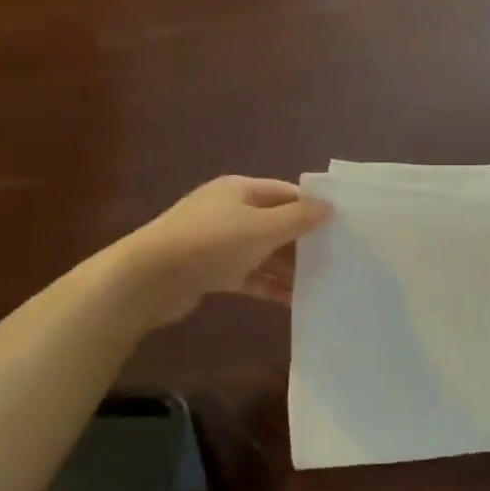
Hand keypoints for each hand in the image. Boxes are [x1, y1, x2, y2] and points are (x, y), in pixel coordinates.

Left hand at [114, 177, 331, 324]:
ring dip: (288, 266)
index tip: (342, 225)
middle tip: (338, 257)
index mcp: (240, 190)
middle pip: (276, 223)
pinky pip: (249, 275)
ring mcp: (218, 242)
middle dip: (303, 240)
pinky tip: (293, 300)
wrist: (147, 280)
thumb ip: (298, 218)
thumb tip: (330, 206)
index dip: (312, 207)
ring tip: (322, 281)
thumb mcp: (262, 227)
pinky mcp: (210, 271)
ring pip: (264, 251)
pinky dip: (269, 285)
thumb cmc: (210, 243)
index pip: (286, 193)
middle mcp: (229, 211)